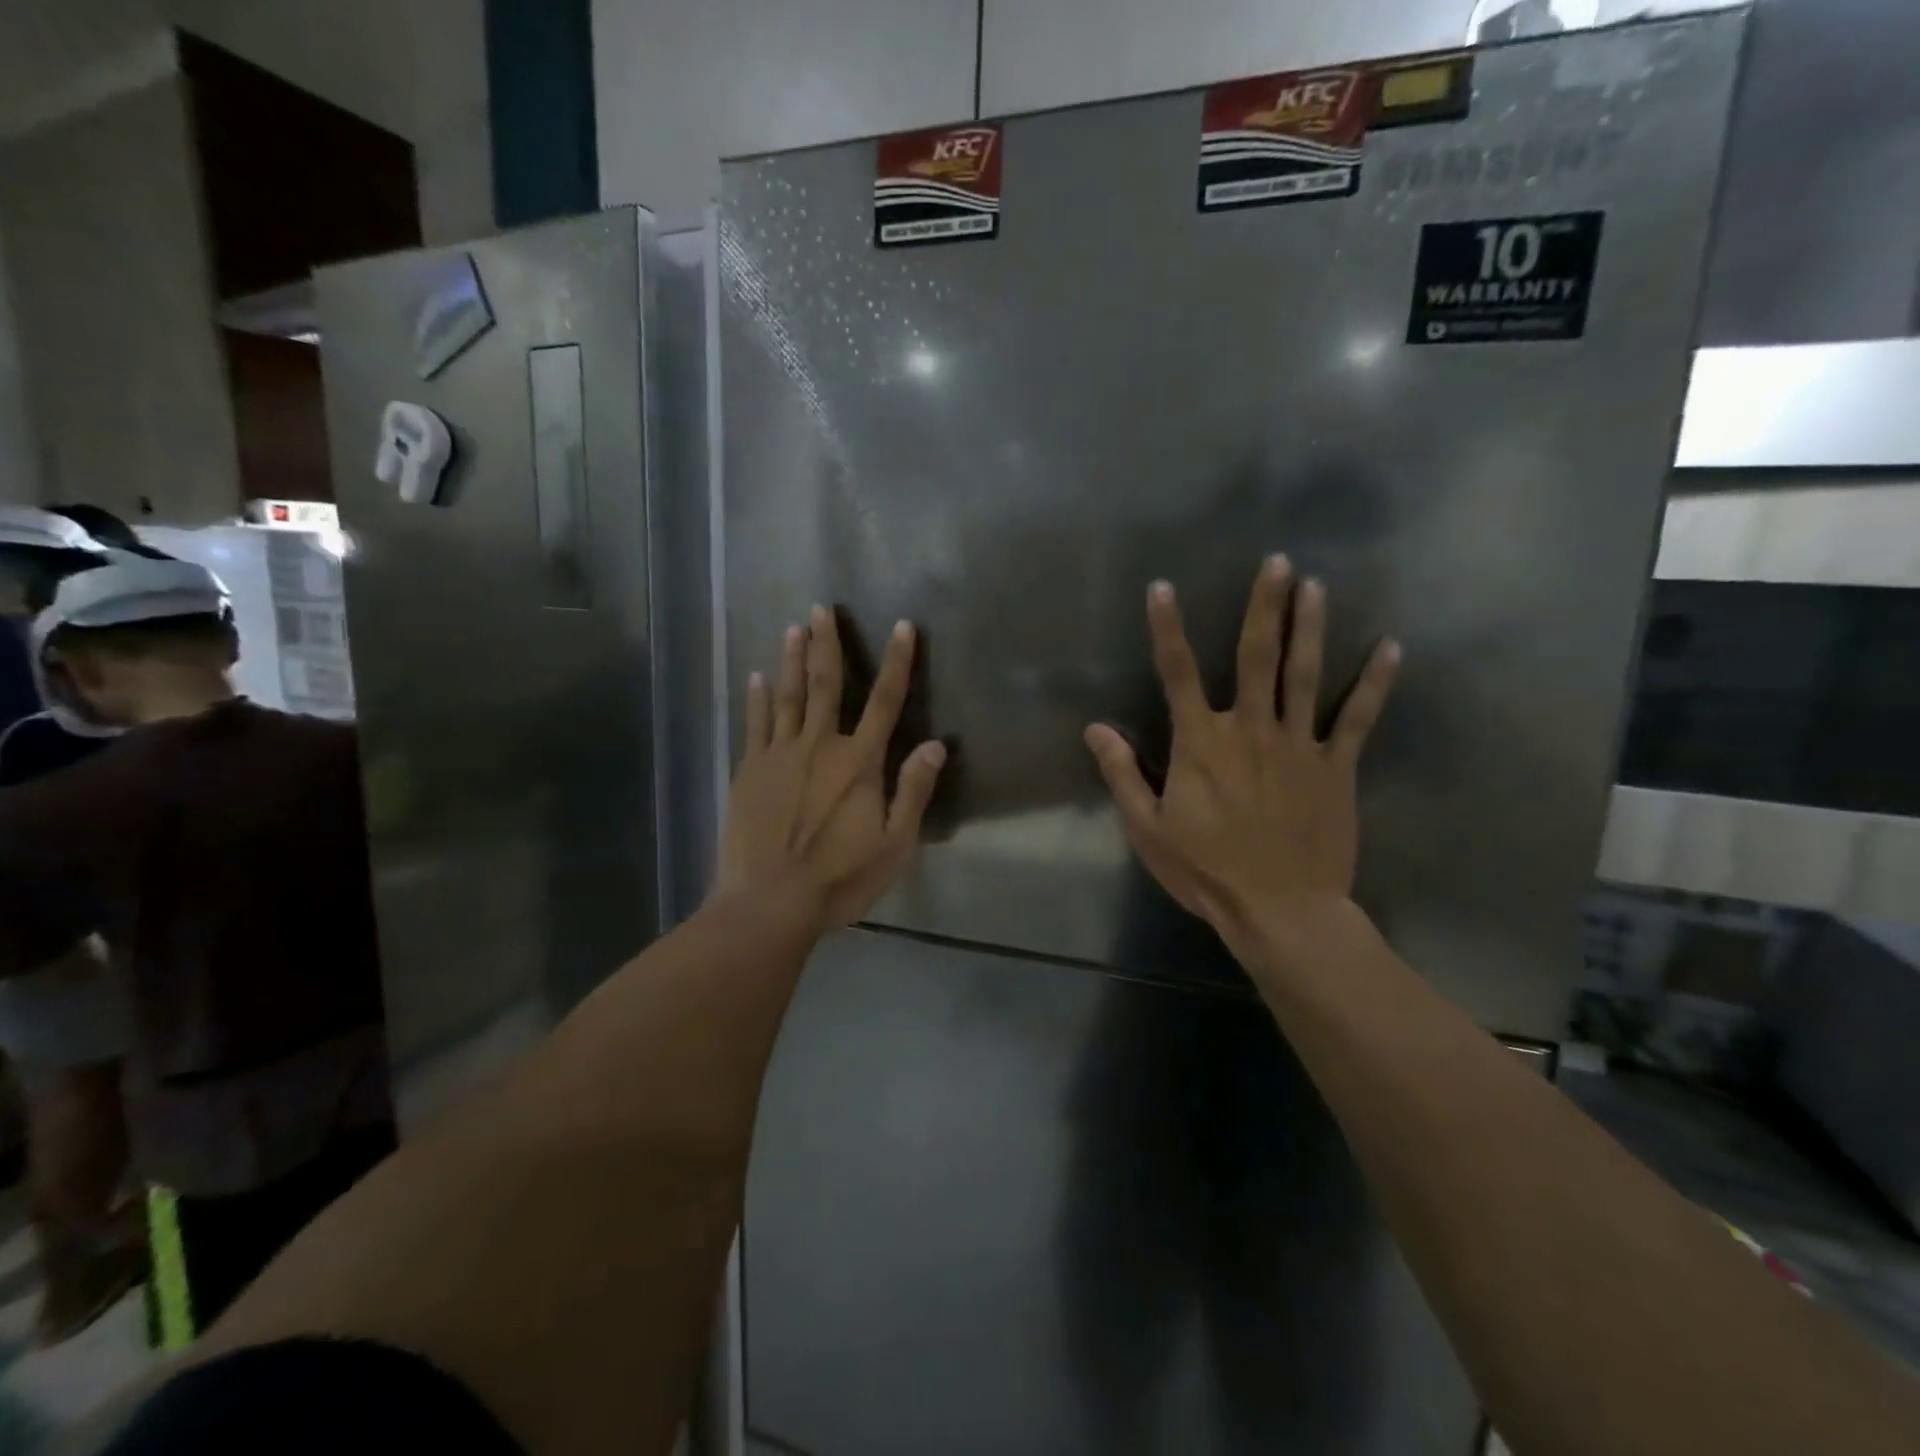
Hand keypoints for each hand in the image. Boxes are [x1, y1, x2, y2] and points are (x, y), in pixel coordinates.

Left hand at [717, 606, 946, 929]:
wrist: (769, 903)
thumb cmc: (839, 878)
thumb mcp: (894, 845)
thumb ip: (913, 792)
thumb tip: (937, 745)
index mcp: (859, 763)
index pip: (885, 701)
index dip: (897, 662)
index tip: (903, 627)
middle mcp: (820, 746)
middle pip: (828, 685)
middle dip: (828, 644)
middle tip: (823, 608)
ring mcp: (779, 755)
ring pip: (789, 696)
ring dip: (793, 660)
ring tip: (794, 627)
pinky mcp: (750, 770)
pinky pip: (755, 724)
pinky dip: (757, 698)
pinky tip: (756, 676)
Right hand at [1084, 555, 1399, 950]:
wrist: (1280, 909)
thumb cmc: (1205, 871)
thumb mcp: (1147, 828)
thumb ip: (1123, 773)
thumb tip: (1095, 729)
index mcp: (1201, 743)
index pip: (1178, 673)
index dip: (1167, 628)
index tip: (1162, 588)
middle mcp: (1250, 729)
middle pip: (1256, 656)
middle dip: (1264, 606)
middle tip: (1277, 562)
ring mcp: (1298, 745)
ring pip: (1306, 674)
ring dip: (1311, 627)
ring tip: (1316, 585)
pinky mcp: (1336, 767)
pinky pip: (1357, 717)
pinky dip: (1374, 682)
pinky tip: (1391, 647)